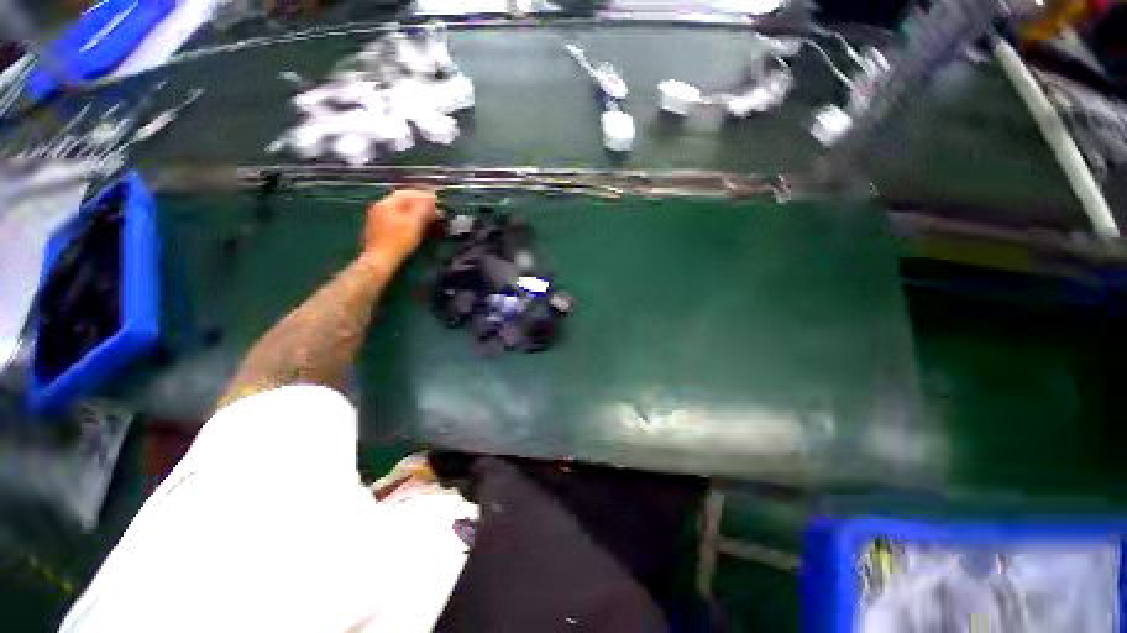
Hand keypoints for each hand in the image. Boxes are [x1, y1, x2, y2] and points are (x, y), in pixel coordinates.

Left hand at [363, 189, 438, 265]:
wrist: (380, 260)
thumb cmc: (398, 241)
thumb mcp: (414, 223)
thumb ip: (423, 209)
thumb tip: (431, 199)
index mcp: (387, 203)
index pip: (407, 193)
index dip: (423, 195)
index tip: (436, 200)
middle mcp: (379, 207)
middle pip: (401, 202)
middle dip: (419, 204)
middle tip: (434, 210)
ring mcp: (376, 219)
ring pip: (398, 211)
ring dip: (414, 213)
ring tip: (427, 219)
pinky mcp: (377, 231)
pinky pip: (395, 220)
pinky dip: (407, 221)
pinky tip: (414, 228)